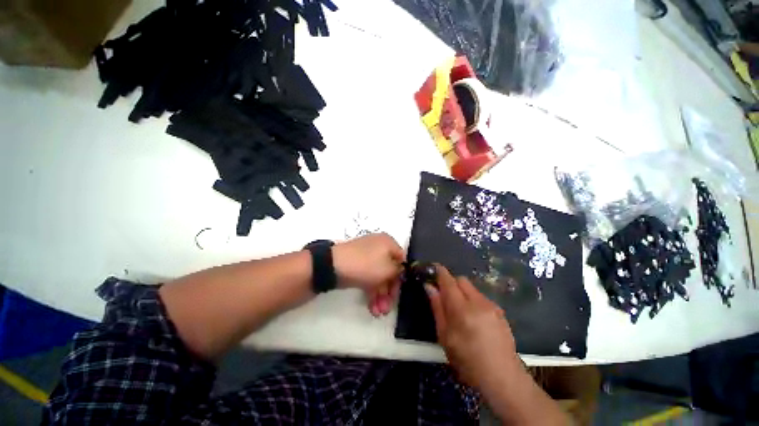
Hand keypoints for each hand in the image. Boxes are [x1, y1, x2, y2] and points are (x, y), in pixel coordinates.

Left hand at [333, 233, 404, 316]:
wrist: (334, 265)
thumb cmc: (366, 265)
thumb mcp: (388, 269)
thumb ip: (399, 271)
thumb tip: (401, 271)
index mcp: (388, 242)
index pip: (401, 260)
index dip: (402, 277)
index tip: (400, 293)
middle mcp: (379, 247)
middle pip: (390, 270)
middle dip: (390, 291)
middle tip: (388, 308)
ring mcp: (367, 256)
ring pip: (379, 276)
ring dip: (381, 295)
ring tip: (379, 312)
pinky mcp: (357, 266)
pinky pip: (369, 278)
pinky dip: (371, 291)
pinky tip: (372, 307)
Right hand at [425, 265, 520, 393]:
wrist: (503, 378)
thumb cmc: (467, 361)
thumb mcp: (445, 336)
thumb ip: (437, 307)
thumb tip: (429, 286)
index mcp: (462, 309)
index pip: (448, 280)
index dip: (439, 272)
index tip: (432, 269)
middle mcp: (478, 302)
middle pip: (461, 280)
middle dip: (451, 283)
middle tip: (444, 296)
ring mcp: (492, 306)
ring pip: (472, 288)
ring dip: (462, 292)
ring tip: (459, 311)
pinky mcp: (500, 311)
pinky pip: (481, 297)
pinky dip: (473, 300)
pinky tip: (473, 318)